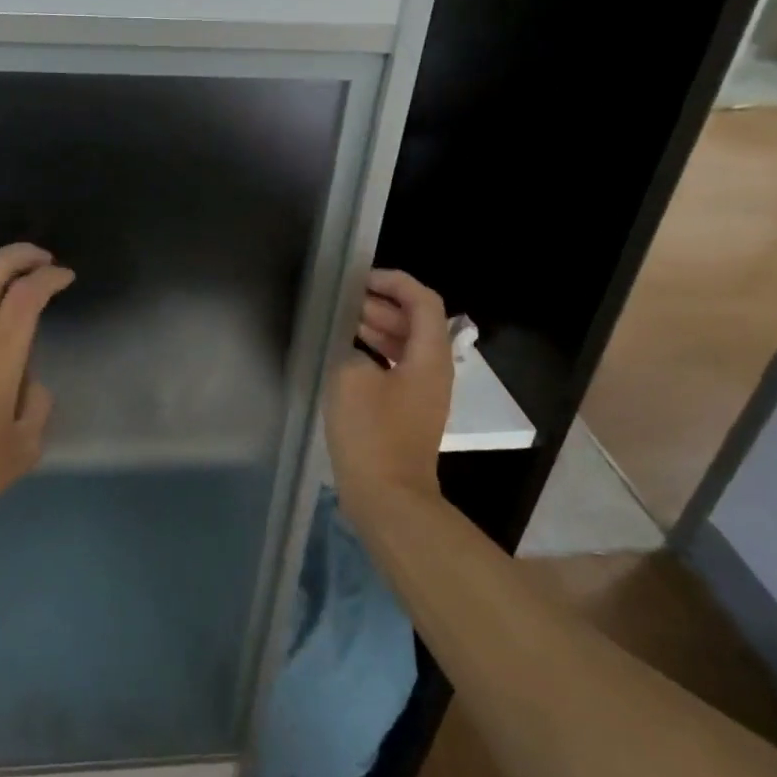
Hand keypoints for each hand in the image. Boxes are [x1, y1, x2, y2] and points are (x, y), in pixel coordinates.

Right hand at [325, 269, 452, 512]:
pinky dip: (375, 355)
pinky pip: (395, 370)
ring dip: (378, 329)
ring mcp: (422, 394)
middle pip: (416, 322)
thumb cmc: (372, 434)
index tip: (361, 279)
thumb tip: (352, 351)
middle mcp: (433, 371)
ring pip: (405, 347)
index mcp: (429, 357)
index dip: (396, 282)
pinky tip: (346, 357)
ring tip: (343, 322)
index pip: (424, 301)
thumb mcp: (350, 379)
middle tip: (346, 300)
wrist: (387, 496)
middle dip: (383, 304)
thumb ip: (350, 350)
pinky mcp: (407, 413)